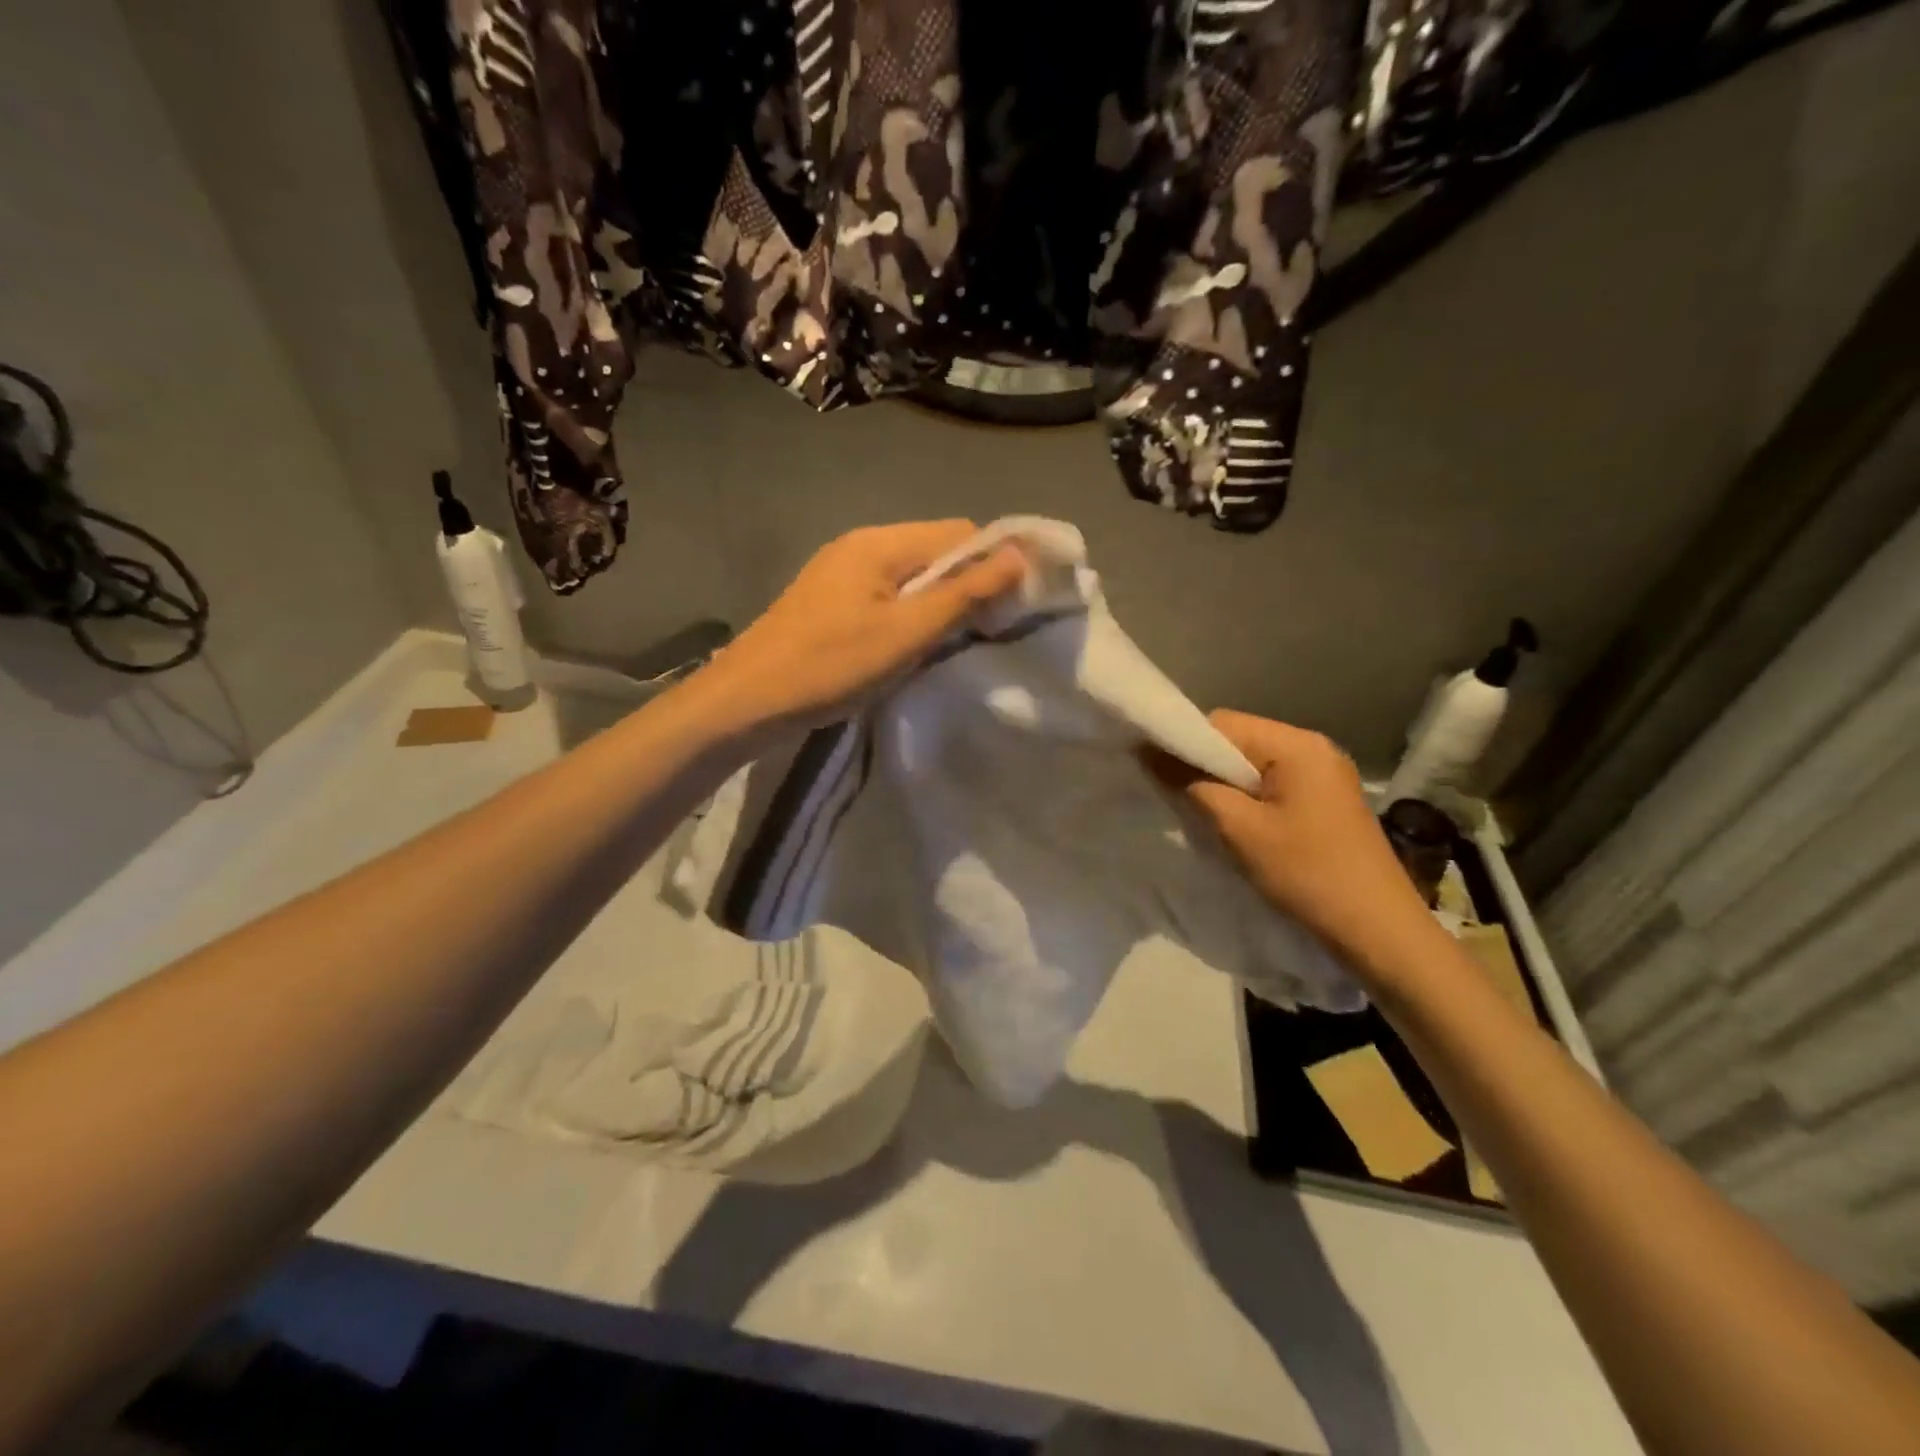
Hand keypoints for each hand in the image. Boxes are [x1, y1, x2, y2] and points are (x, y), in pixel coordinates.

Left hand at [700, 520, 1025, 732]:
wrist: (747, 701)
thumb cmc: (830, 665)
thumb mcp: (906, 633)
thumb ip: (963, 594)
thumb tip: (1019, 556)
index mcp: (880, 543)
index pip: (960, 533)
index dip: (996, 561)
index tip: (1017, 604)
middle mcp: (861, 545)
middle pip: (935, 551)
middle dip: (969, 584)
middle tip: (989, 630)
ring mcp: (841, 573)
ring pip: (912, 577)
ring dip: (940, 603)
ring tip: (956, 642)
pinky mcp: (830, 602)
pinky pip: (887, 597)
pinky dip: (910, 615)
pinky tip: (914, 646)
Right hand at [1167, 710, 1441, 978]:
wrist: (1378, 930)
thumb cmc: (1306, 873)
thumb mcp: (1239, 829)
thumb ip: (1192, 785)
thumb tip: (1151, 754)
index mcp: (1297, 744)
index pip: (1222, 724)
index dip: (1184, 743)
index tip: (1154, 771)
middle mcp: (1314, 748)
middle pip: (1239, 740)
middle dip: (1204, 765)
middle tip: (1176, 797)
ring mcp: (1325, 774)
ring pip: (1254, 765)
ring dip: (1225, 784)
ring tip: (1203, 813)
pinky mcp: (1327, 800)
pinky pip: (1274, 784)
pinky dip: (1248, 797)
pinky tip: (1236, 824)